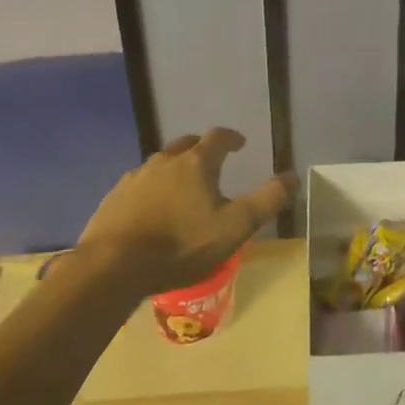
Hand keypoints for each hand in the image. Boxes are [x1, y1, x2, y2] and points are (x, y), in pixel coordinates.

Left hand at [78, 128, 295, 296]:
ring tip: (181, 190)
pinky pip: (138, 185)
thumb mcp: (234, 227)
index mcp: (196, 163)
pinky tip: (150, 211)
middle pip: (186, 145)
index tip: (240, 144)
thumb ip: (266, 201)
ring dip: (174, 170)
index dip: (231, 138)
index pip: (218, 138)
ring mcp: (135, 178)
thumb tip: (292, 176)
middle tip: (211, 164)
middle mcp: (164, 161)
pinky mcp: (113, 198)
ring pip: (160, 165)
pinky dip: (150, 190)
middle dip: (201, 150)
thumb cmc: (181, 246)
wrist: (112, 267)